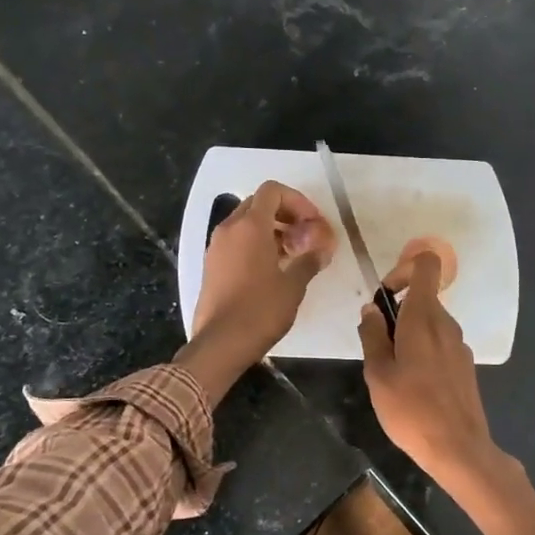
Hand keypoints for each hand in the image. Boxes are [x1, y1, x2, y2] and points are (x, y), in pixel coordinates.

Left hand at [179, 181, 335, 399]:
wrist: (220, 343)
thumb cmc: (260, 310)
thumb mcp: (293, 285)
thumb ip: (309, 261)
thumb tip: (322, 250)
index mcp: (249, 226)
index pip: (273, 191)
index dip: (297, 201)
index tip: (313, 223)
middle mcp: (229, 229)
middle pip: (259, 204)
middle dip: (285, 215)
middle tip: (305, 237)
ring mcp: (216, 247)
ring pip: (246, 223)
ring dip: (272, 230)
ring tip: (293, 255)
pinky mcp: (211, 266)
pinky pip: (236, 242)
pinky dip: (256, 245)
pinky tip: (273, 270)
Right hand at [360, 250, 534, 534]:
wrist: (458, 449)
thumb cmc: (411, 409)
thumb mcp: (378, 373)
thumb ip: (372, 335)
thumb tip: (371, 309)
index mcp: (424, 318)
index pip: (426, 265)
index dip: (403, 268)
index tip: (384, 295)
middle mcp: (446, 324)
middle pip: (423, 298)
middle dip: (397, 312)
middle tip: (376, 346)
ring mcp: (460, 345)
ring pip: (429, 323)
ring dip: (408, 335)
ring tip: (391, 371)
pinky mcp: (465, 365)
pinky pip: (439, 344)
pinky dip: (423, 351)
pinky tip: (412, 385)